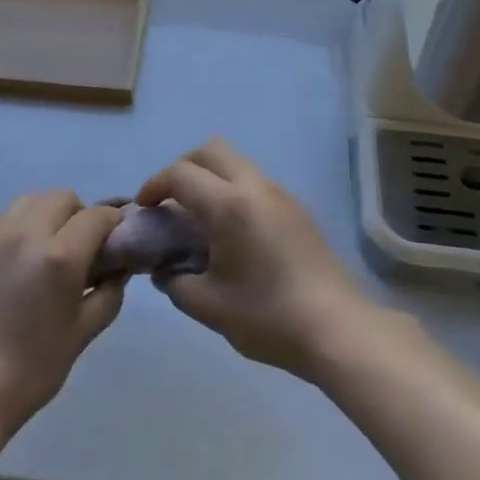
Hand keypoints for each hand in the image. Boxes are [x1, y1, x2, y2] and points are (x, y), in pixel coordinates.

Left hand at [0, 191, 125, 434]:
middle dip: (80, 216)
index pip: (98, 216)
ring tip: (47, 251)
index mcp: (60, 256)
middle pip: (64, 198)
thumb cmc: (31, 370)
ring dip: (48, 215)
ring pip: (31, 201)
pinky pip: (4, 218)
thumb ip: (109, 292)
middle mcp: (26, 233)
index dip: (113, 225)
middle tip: (81, 250)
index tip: (115, 243)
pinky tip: (18, 261)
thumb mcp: (83, 333)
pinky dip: (20, 226)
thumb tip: (119, 267)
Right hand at [136, 140, 370, 380]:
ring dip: (210, 179)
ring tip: (199, 221)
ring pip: (236, 163)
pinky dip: (233, 192)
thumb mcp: (207, 306)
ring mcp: (280, 195)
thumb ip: (174, 281)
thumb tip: (164, 268)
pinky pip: (255, 183)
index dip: (154, 185)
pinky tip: (231, 234)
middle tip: (170, 204)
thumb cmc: (267, 317)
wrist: (336, 329)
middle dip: (183, 169)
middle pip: (211, 150)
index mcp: (229, 205)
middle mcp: (255, 187)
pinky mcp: (297, 209)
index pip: (181, 174)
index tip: (144, 209)